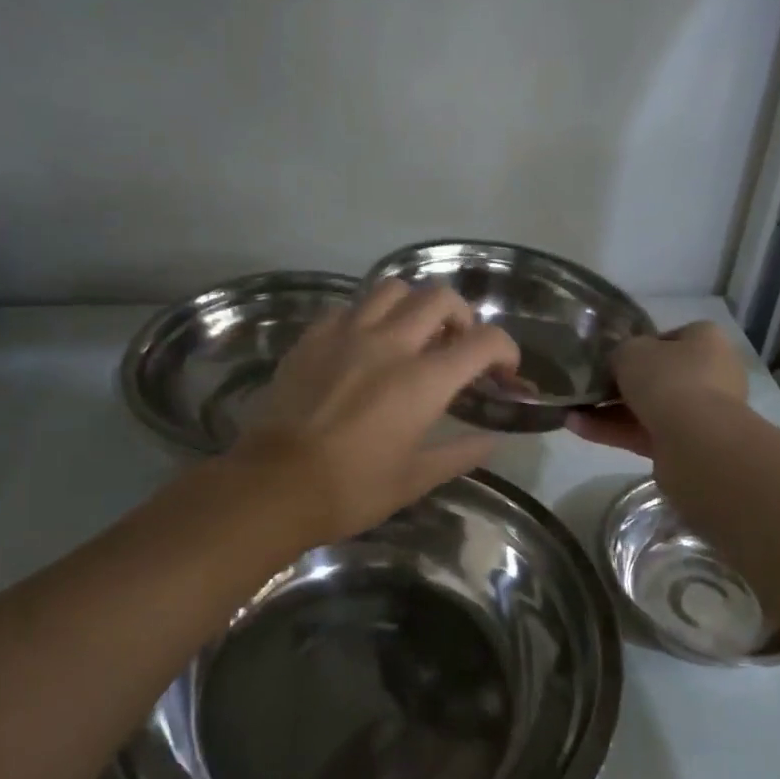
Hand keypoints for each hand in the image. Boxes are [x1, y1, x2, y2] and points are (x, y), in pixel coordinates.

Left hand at [228, 281, 521, 544]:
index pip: (483, 340)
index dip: (505, 349)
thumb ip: (460, 453)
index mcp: (423, 380)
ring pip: (392, 289)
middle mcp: (389, 343)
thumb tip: (492, 441)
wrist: (274, 486)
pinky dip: (367, 318)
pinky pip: (348, 308)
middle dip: (462, 316)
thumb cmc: (351, 489)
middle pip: (440, 298)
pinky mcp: (312, 338)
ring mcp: (346, 334)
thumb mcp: (414, 479)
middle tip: (457, 344)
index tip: (504, 369)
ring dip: (413, 305)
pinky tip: (363, 345)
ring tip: (411, 335)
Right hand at [567, 321, 748, 457]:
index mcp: (706, 341)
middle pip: (658, 376)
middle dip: (621, 383)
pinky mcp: (685, 445)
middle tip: (589, 384)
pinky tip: (577, 427)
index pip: (671, 337)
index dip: (640, 345)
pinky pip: (643, 433)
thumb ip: (621, 352)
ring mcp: (700, 413)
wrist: (695, 440)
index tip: (613, 355)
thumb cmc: (667, 379)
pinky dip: (612, 431)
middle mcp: (711, 375)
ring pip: (648, 408)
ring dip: (609, 410)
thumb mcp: (631, 351)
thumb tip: (618, 362)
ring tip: (571, 410)